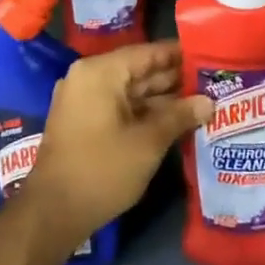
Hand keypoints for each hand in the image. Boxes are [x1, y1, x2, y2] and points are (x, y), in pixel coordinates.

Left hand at [23, 40, 212, 245]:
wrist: (53, 212)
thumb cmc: (103, 170)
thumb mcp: (148, 142)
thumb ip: (180, 116)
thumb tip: (209, 102)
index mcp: (100, 72)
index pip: (147, 52)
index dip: (179, 55)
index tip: (208, 56)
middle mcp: (88, 77)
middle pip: (138, 70)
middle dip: (173, 78)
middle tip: (211, 82)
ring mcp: (83, 99)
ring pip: (130, 91)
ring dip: (162, 98)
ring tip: (201, 101)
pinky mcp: (83, 121)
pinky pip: (119, 106)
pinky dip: (144, 111)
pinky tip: (174, 120)